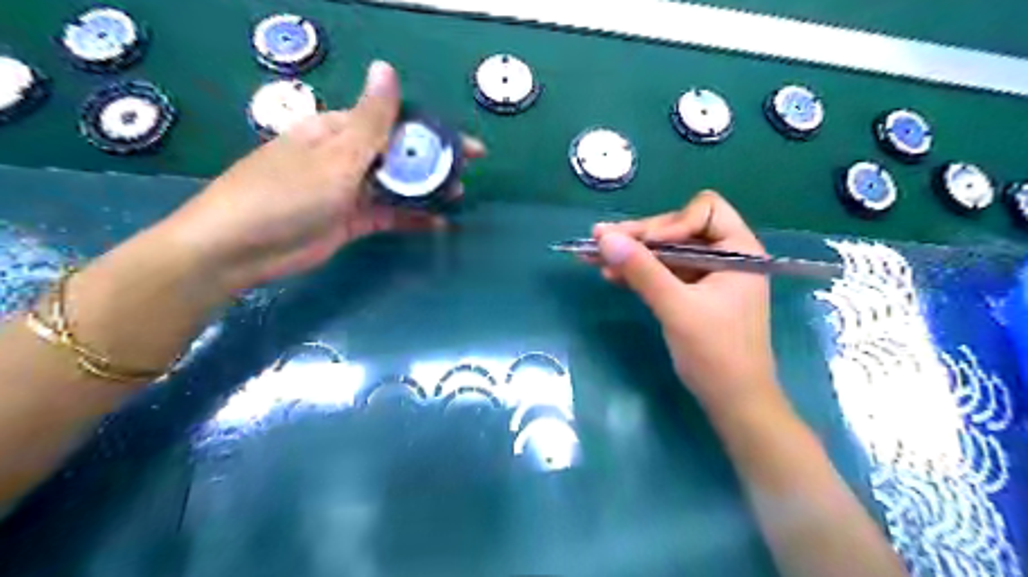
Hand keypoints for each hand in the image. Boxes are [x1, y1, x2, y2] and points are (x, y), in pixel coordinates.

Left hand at [160, 62, 486, 294]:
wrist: (240, 249)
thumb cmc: (286, 194)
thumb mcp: (334, 156)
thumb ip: (370, 121)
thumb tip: (386, 68)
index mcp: (338, 131)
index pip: (393, 122)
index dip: (432, 131)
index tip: (466, 146)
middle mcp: (345, 157)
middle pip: (398, 154)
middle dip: (433, 162)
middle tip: (468, 173)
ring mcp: (349, 191)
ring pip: (395, 185)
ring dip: (425, 189)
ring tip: (457, 194)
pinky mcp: (351, 221)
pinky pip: (388, 214)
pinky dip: (411, 217)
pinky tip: (437, 222)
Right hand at [590, 191, 784, 420]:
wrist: (733, 401)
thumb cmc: (716, 354)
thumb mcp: (677, 308)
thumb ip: (642, 270)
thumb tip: (605, 237)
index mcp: (738, 251)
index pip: (704, 211)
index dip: (671, 223)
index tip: (643, 245)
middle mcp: (725, 256)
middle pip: (678, 229)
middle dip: (640, 237)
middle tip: (600, 240)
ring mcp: (708, 276)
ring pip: (666, 251)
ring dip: (633, 254)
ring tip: (594, 256)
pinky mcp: (693, 293)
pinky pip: (663, 273)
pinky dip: (639, 272)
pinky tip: (611, 274)